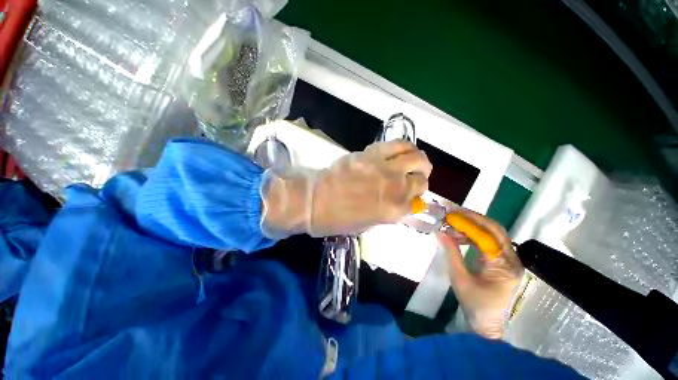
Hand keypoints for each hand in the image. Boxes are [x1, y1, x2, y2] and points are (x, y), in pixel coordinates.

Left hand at [261, 140, 431, 237]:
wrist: (313, 201)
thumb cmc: (336, 220)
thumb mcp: (367, 225)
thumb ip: (387, 211)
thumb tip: (399, 200)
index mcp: (393, 212)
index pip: (417, 202)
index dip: (413, 198)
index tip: (409, 195)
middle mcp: (394, 189)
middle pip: (421, 180)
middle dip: (419, 179)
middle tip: (412, 177)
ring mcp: (384, 169)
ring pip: (416, 158)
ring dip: (418, 161)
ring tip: (412, 162)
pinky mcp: (371, 154)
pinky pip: (397, 145)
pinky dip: (405, 147)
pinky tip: (401, 150)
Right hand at [437, 208, 523, 338]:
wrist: (489, 324)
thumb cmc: (475, 304)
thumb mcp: (459, 278)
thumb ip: (452, 252)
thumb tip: (440, 232)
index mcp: (504, 266)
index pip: (487, 236)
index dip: (467, 223)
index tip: (450, 215)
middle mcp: (512, 259)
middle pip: (495, 230)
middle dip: (473, 218)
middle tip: (454, 212)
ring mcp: (510, 260)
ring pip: (494, 233)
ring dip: (474, 225)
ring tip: (454, 223)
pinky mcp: (504, 261)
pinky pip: (491, 241)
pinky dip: (475, 234)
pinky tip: (462, 235)